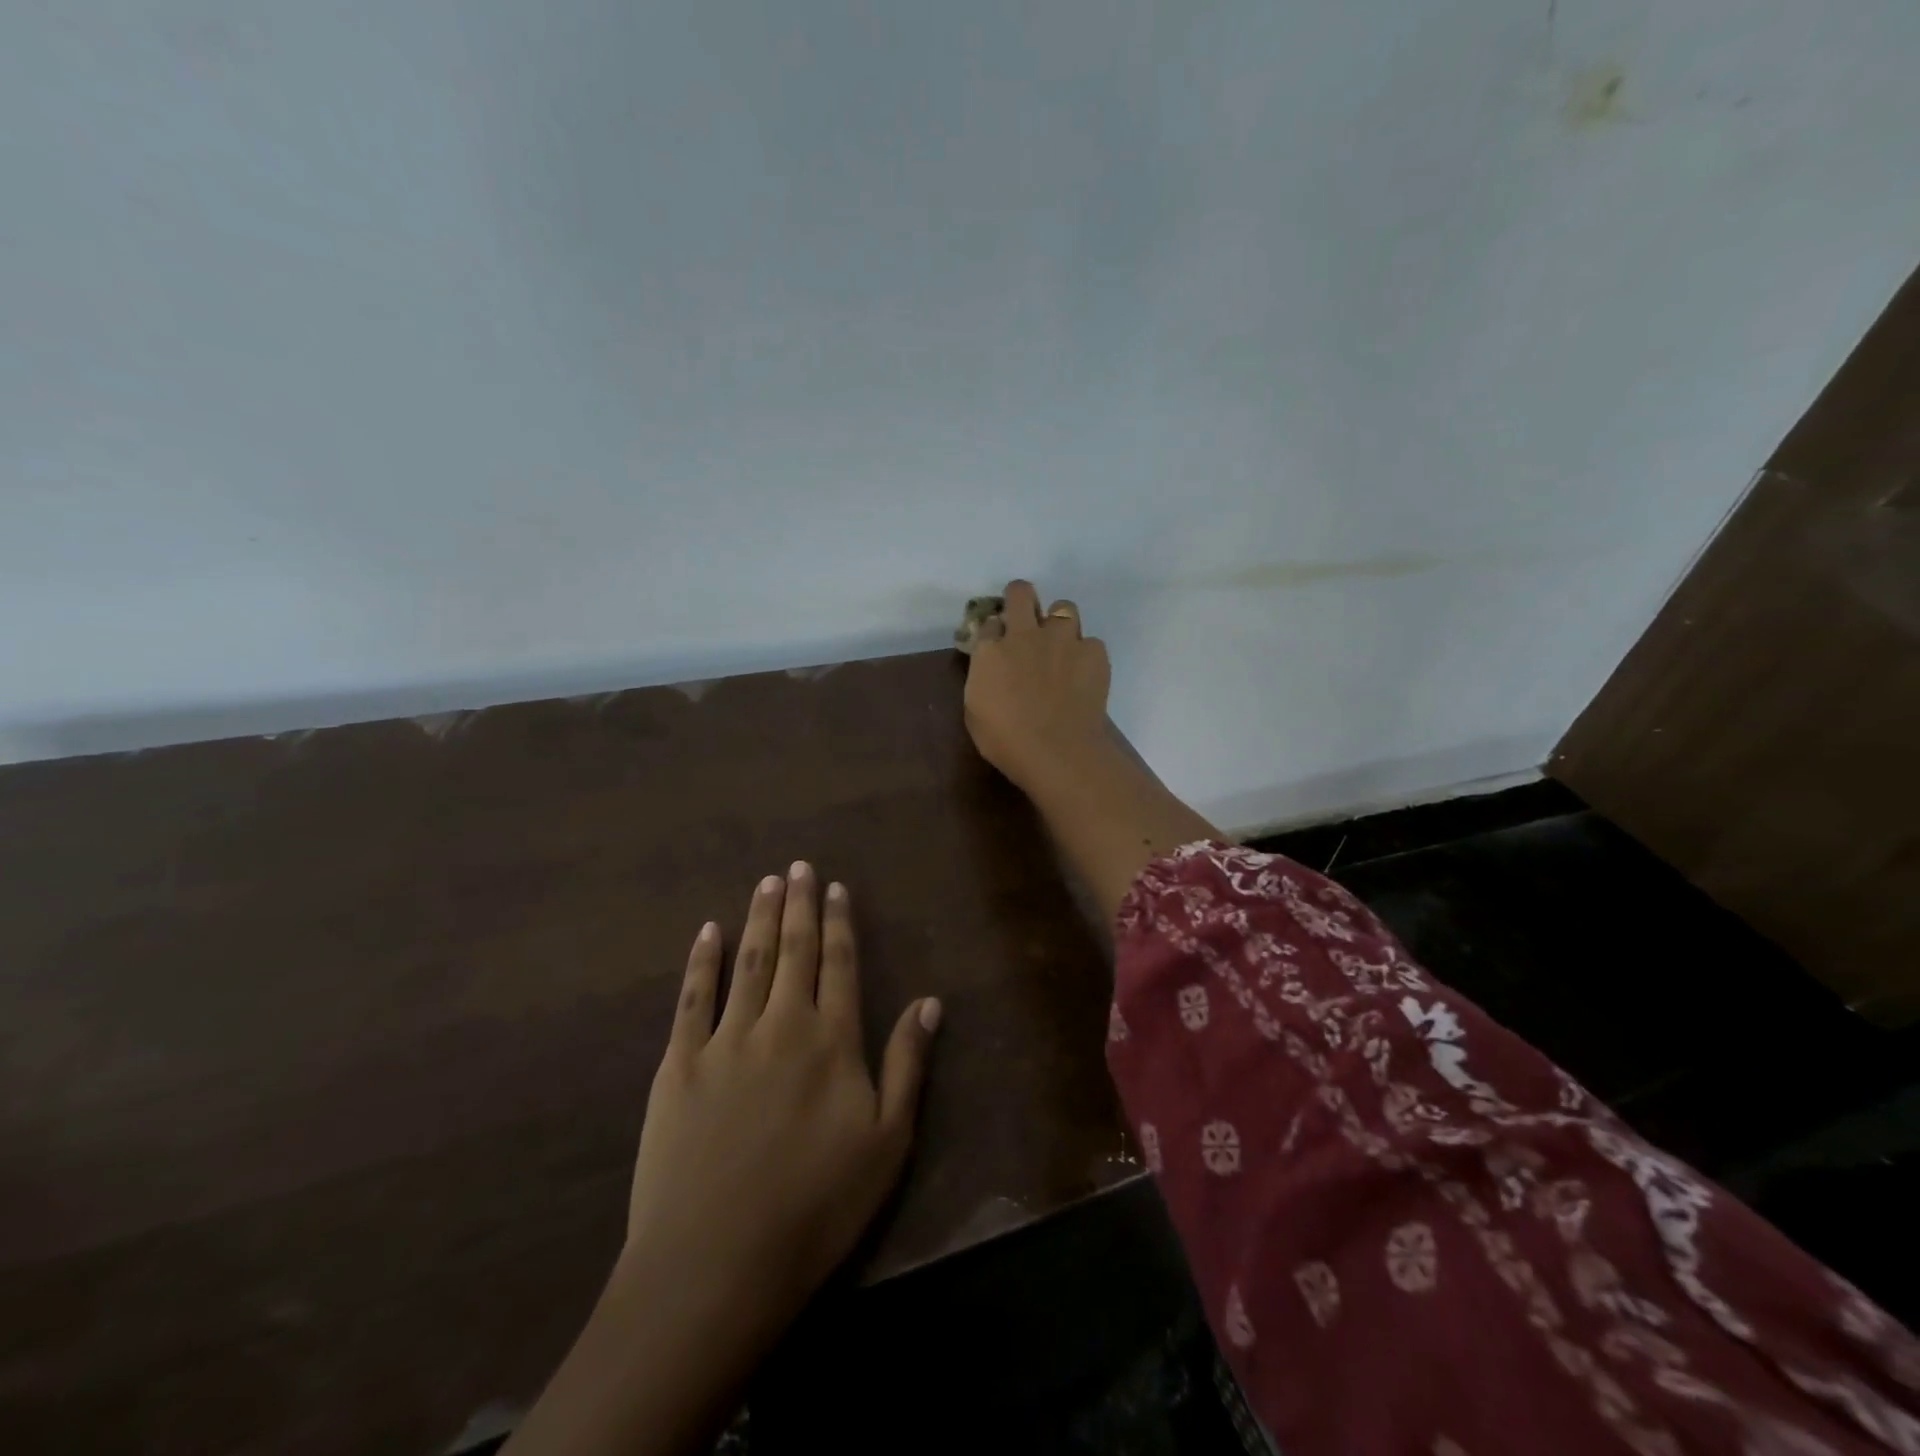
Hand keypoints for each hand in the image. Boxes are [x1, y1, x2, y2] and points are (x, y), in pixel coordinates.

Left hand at [505, 865, 938, 1455]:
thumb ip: (907, 1064)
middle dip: (798, 905)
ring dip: (759, 917)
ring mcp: (726, 1039)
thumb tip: (930, 1001)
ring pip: (749, 961)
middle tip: (799, 865)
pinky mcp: (679, 1063)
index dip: (839, 922)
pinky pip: (693, 997)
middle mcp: (782, 1024)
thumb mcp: (887, 1142)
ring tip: (766, 881)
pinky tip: (708, 931)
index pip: (840, 963)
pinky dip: (702, 960)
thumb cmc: (816, 1208)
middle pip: (794, 950)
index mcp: (832, 1040)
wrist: (717, 1262)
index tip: (836, 887)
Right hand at [963, 579, 1111, 794]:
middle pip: (1021, 592)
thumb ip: (982, 679)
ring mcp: (1062, 640)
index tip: (997, 645)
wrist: (1057, 752)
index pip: (988, 623)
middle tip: (1025, 619)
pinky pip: (1090, 642)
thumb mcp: (975, 711)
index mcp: (990, 651)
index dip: (994, 632)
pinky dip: (1086, 655)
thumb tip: (991, 666)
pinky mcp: (1094, 653)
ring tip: (1061, 647)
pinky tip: (1084, 675)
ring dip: (1059, 623)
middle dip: (1021, 599)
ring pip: (1063, 607)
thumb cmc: (1006, 741)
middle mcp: (1025, 635)